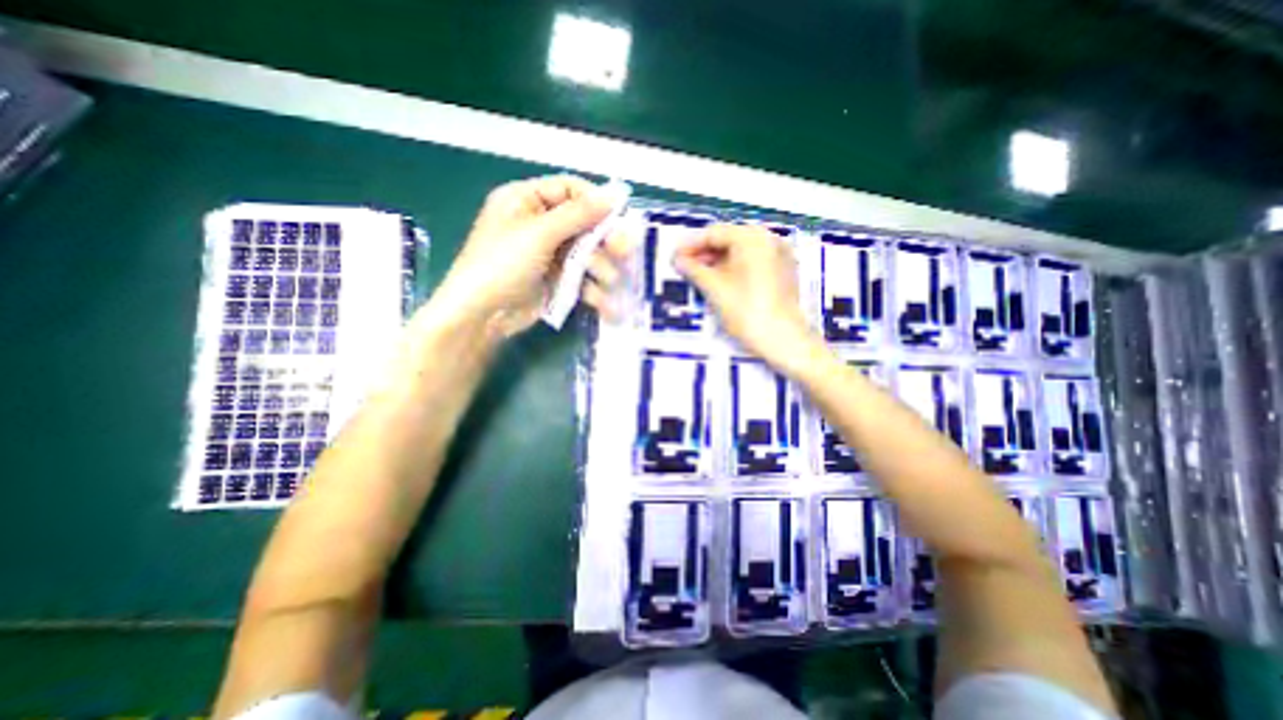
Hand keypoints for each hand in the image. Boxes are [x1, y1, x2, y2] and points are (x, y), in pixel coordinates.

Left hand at [431, 177, 621, 339]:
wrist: (481, 316)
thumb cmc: (502, 264)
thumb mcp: (539, 234)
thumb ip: (577, 214)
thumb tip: (613, 195)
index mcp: (526, 200)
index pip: (569, 189)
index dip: (595, 201)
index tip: (619, 216)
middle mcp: (540, 224)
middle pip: (582, 224)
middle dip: (604, 240)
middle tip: (624, 252)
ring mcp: (549, 255)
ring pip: (586, 254)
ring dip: (601, 269)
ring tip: (609, 282)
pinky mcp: (555, 281)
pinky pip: (581, 279)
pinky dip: (594, 291)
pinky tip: (606, 305)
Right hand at [672, 223, 820, 372]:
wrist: (783, 340)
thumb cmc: (746, 311)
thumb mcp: (714, 289)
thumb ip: (693, 269)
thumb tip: (677, 259)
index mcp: (752, 238)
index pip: (714, 233)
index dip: (691, 245)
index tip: (674, 257)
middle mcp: (769, 239)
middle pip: (729, 239)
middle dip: (704, 253)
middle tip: (685, 267)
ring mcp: (779, 254)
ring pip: (741, 251)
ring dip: (718, 260)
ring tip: (699, 275)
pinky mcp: (783, 271)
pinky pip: (753, 261)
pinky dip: (735, 267)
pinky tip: (721, 280)